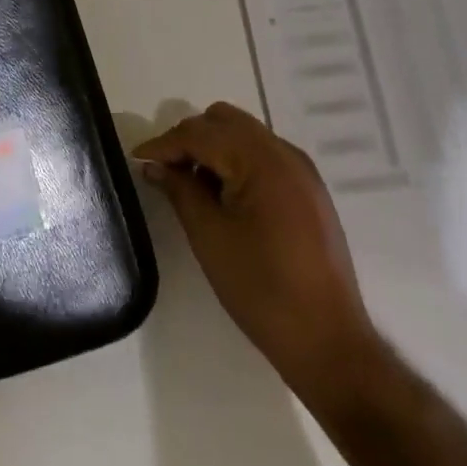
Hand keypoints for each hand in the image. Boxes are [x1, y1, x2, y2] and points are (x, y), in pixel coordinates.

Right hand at [134, 102, 375, 395]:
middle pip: (224, 121)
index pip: (201, 134)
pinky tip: (222, 193)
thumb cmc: (263, 290)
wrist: (329, 344)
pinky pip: (262, 154)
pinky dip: (236, 160)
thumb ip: (180, 190)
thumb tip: (154, 166)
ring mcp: (301, 169)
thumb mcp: (210, 237)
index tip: (137, 159)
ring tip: (191, 182)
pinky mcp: (308, 189)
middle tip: (165, 169)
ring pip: (244, 133)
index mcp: (262, 161)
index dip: (165, 144)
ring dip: (213, 146)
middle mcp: (285, 153)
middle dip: (189, 138)